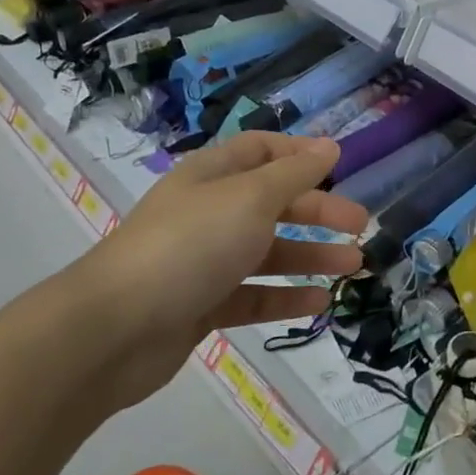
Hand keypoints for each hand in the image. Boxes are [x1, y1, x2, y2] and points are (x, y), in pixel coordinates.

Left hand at [56, 132, 367, 407]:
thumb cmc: (191, 245)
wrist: (114, 329)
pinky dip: (285, 296)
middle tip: (360, 225)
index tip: (340, 166)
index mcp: (213, 175)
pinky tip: (320, 302)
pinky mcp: (201, 305)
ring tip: (354, 266)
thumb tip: (330, 144)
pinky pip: (252, 294)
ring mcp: (203, 261)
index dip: (299, 154)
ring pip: (267, 251)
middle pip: (272, 202)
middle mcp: (209, 212)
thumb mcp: (251, 198)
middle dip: (318, 210)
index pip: (261, 150)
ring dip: (311, 255)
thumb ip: (295, 173)